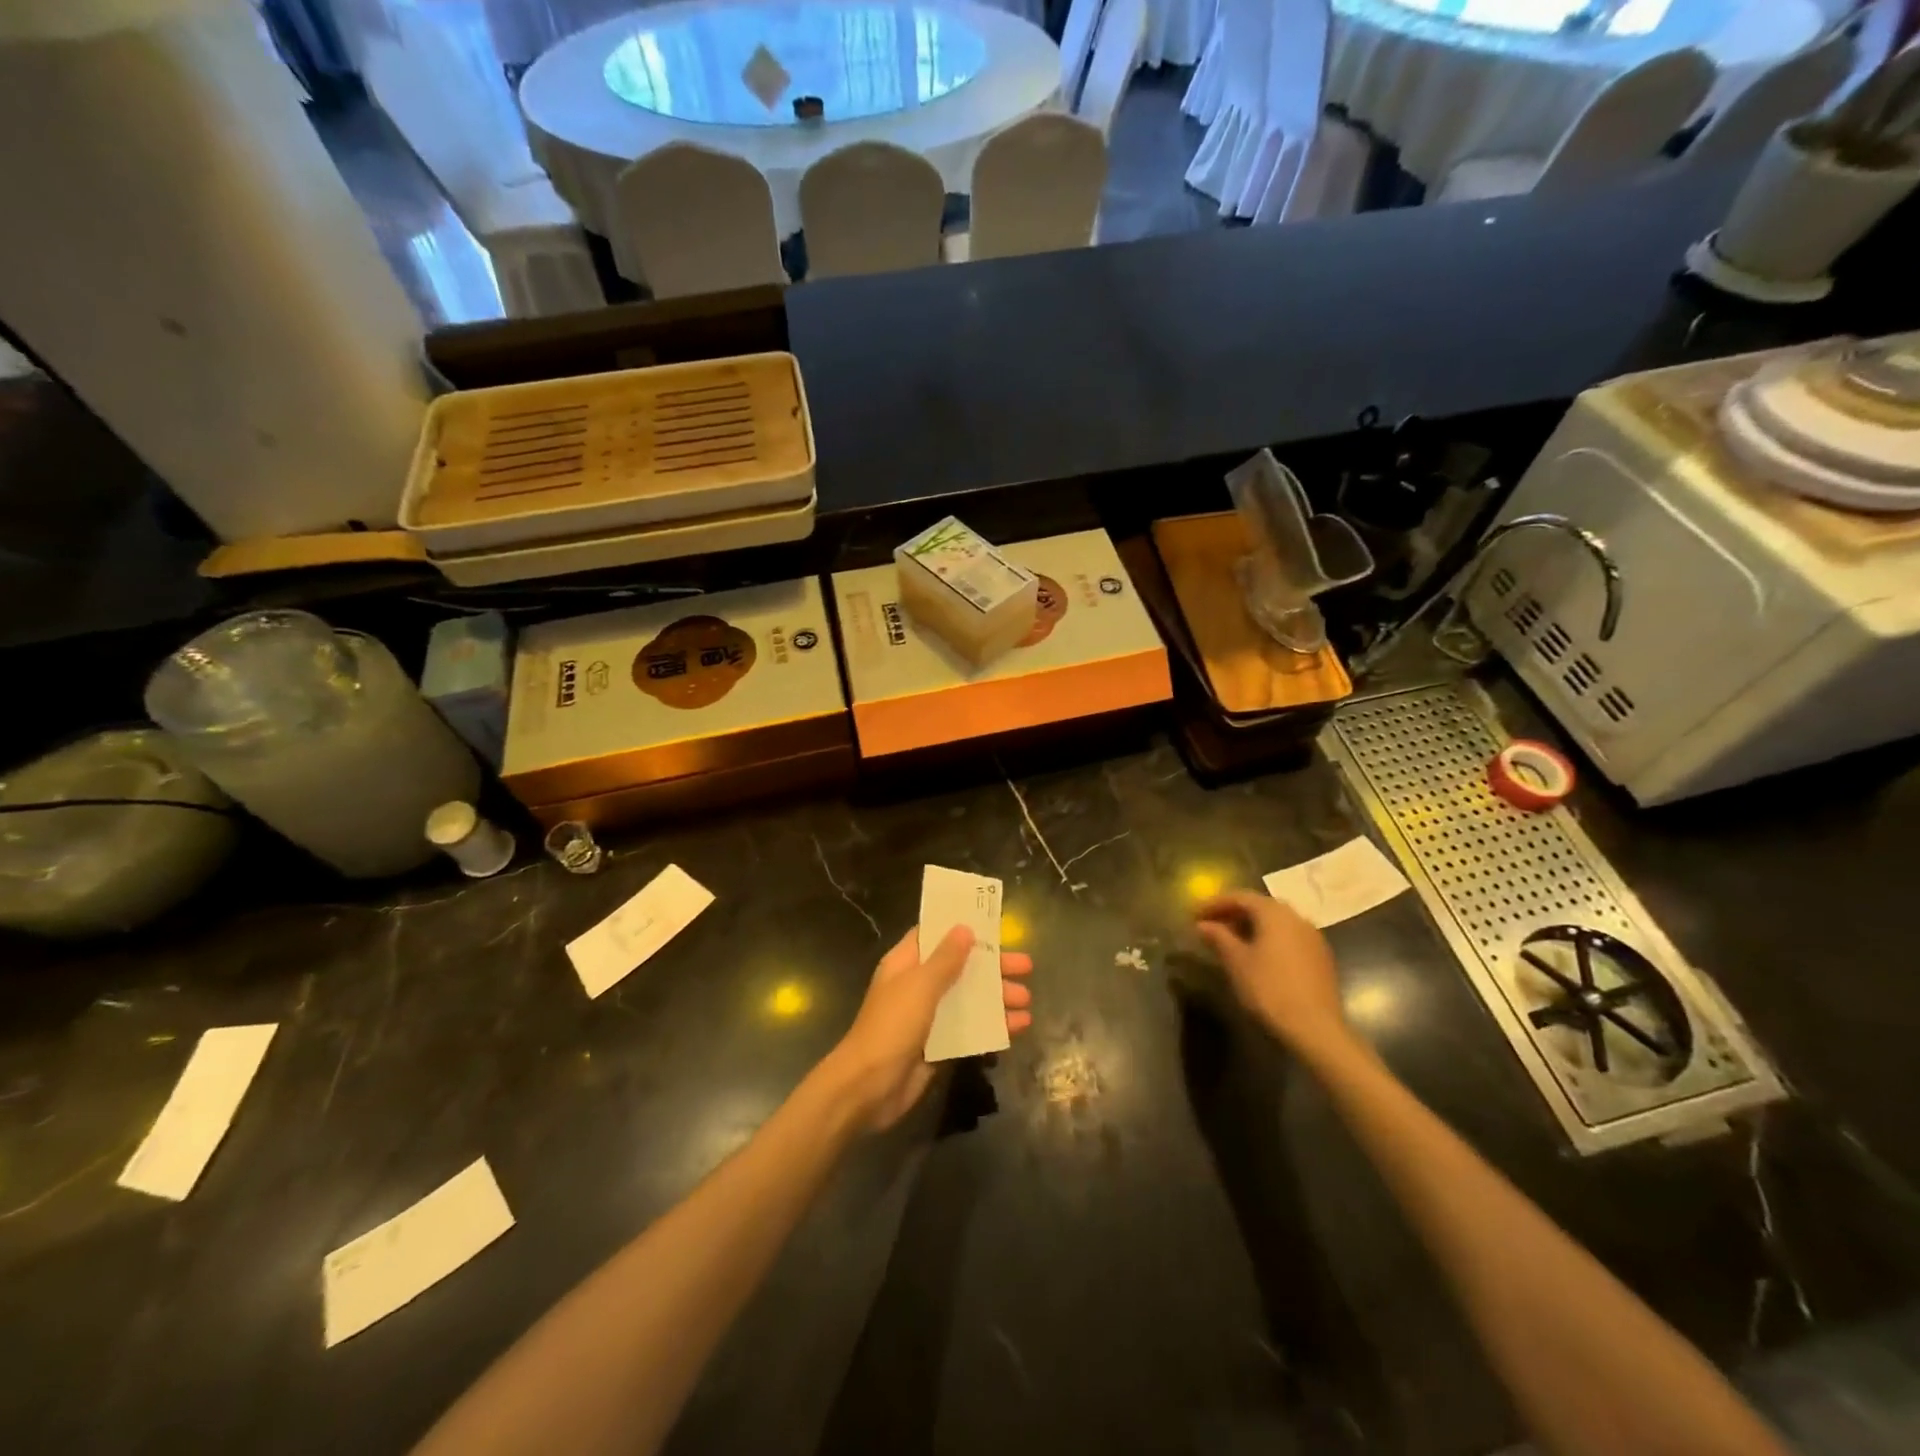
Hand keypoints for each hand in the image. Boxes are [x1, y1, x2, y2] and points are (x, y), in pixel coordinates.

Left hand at [822, 925, 1033, 1131]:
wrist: (868, 1088)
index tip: (993, 924)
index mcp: (906, 963)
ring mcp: (928, 1017)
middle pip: (960, 967)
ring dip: (997, 998)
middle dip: (992, 966)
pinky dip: (992, 1026)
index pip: (934, 935)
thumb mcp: (920, 986)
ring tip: (1027, 1001)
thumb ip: (945, 958)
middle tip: (1027, 967)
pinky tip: (1017, 1028)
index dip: (961, 927)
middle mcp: (917, 985)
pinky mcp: (938, 1045)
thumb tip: (964, 928)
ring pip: (968, 999)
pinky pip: (969, 1029)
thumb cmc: (892, 1026)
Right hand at [1194, 891, 1349, 1054]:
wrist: (1316, 1028)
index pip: (1240, 897)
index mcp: (1274, 913)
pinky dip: (1269, 938)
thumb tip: (1202, 924)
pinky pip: (1289, 937)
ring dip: (1252, 926)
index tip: (1195, 914)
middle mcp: (1296, 917)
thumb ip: (1219, 937)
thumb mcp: (1237, 962)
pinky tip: (1258, 956)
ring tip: (1231, 941)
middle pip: (1260, 906)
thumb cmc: (1269, 989)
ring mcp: (1313, 937)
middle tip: (1211, 925)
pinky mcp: (1321, 957)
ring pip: (1276, 922)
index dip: (1215, 903)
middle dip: (1233, 913)